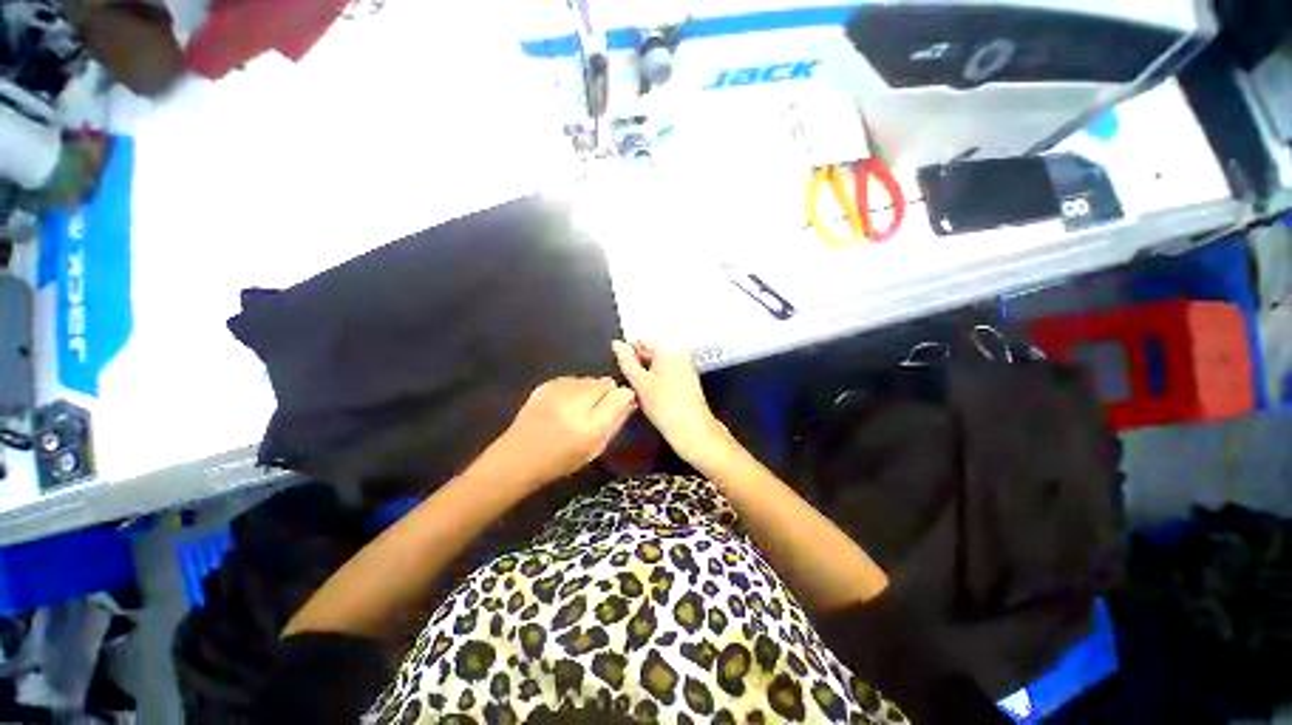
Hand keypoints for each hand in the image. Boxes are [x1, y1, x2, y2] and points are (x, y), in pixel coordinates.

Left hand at [480, 377, 636, 487]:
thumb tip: (630, 398)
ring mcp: (558, 390)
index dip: (623, 399)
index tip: (618, 407)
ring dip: (589, 390)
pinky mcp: (546, 385)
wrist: (517, 458)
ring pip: (589, 379)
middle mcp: (576, 403)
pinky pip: (573, 379)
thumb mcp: (595, 448)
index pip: (622, 394)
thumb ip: (616, 421)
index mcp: (592, 425)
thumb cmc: (561, 460)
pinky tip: (563, 404)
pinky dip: (573, 389)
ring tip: (577, 409)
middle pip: (606, 382)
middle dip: (606, 393)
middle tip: (595, 412)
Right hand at [612, 340, 730, 465]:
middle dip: (638, 366)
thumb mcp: (640, 382)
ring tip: (643, 392)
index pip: (642, 341)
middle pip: (650, 352)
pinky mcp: (685, 379)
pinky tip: (653, 396)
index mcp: (670, 348)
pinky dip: (656, 382)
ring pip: (656, 364)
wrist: (691, 430)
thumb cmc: (667, 408)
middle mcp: (680, 353)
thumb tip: (617, 345)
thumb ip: (626, 361)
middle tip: (633, 384)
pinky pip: (665, 373)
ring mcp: (684, 366)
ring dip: (646, 375)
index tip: (622, 370)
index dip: (628, 354)